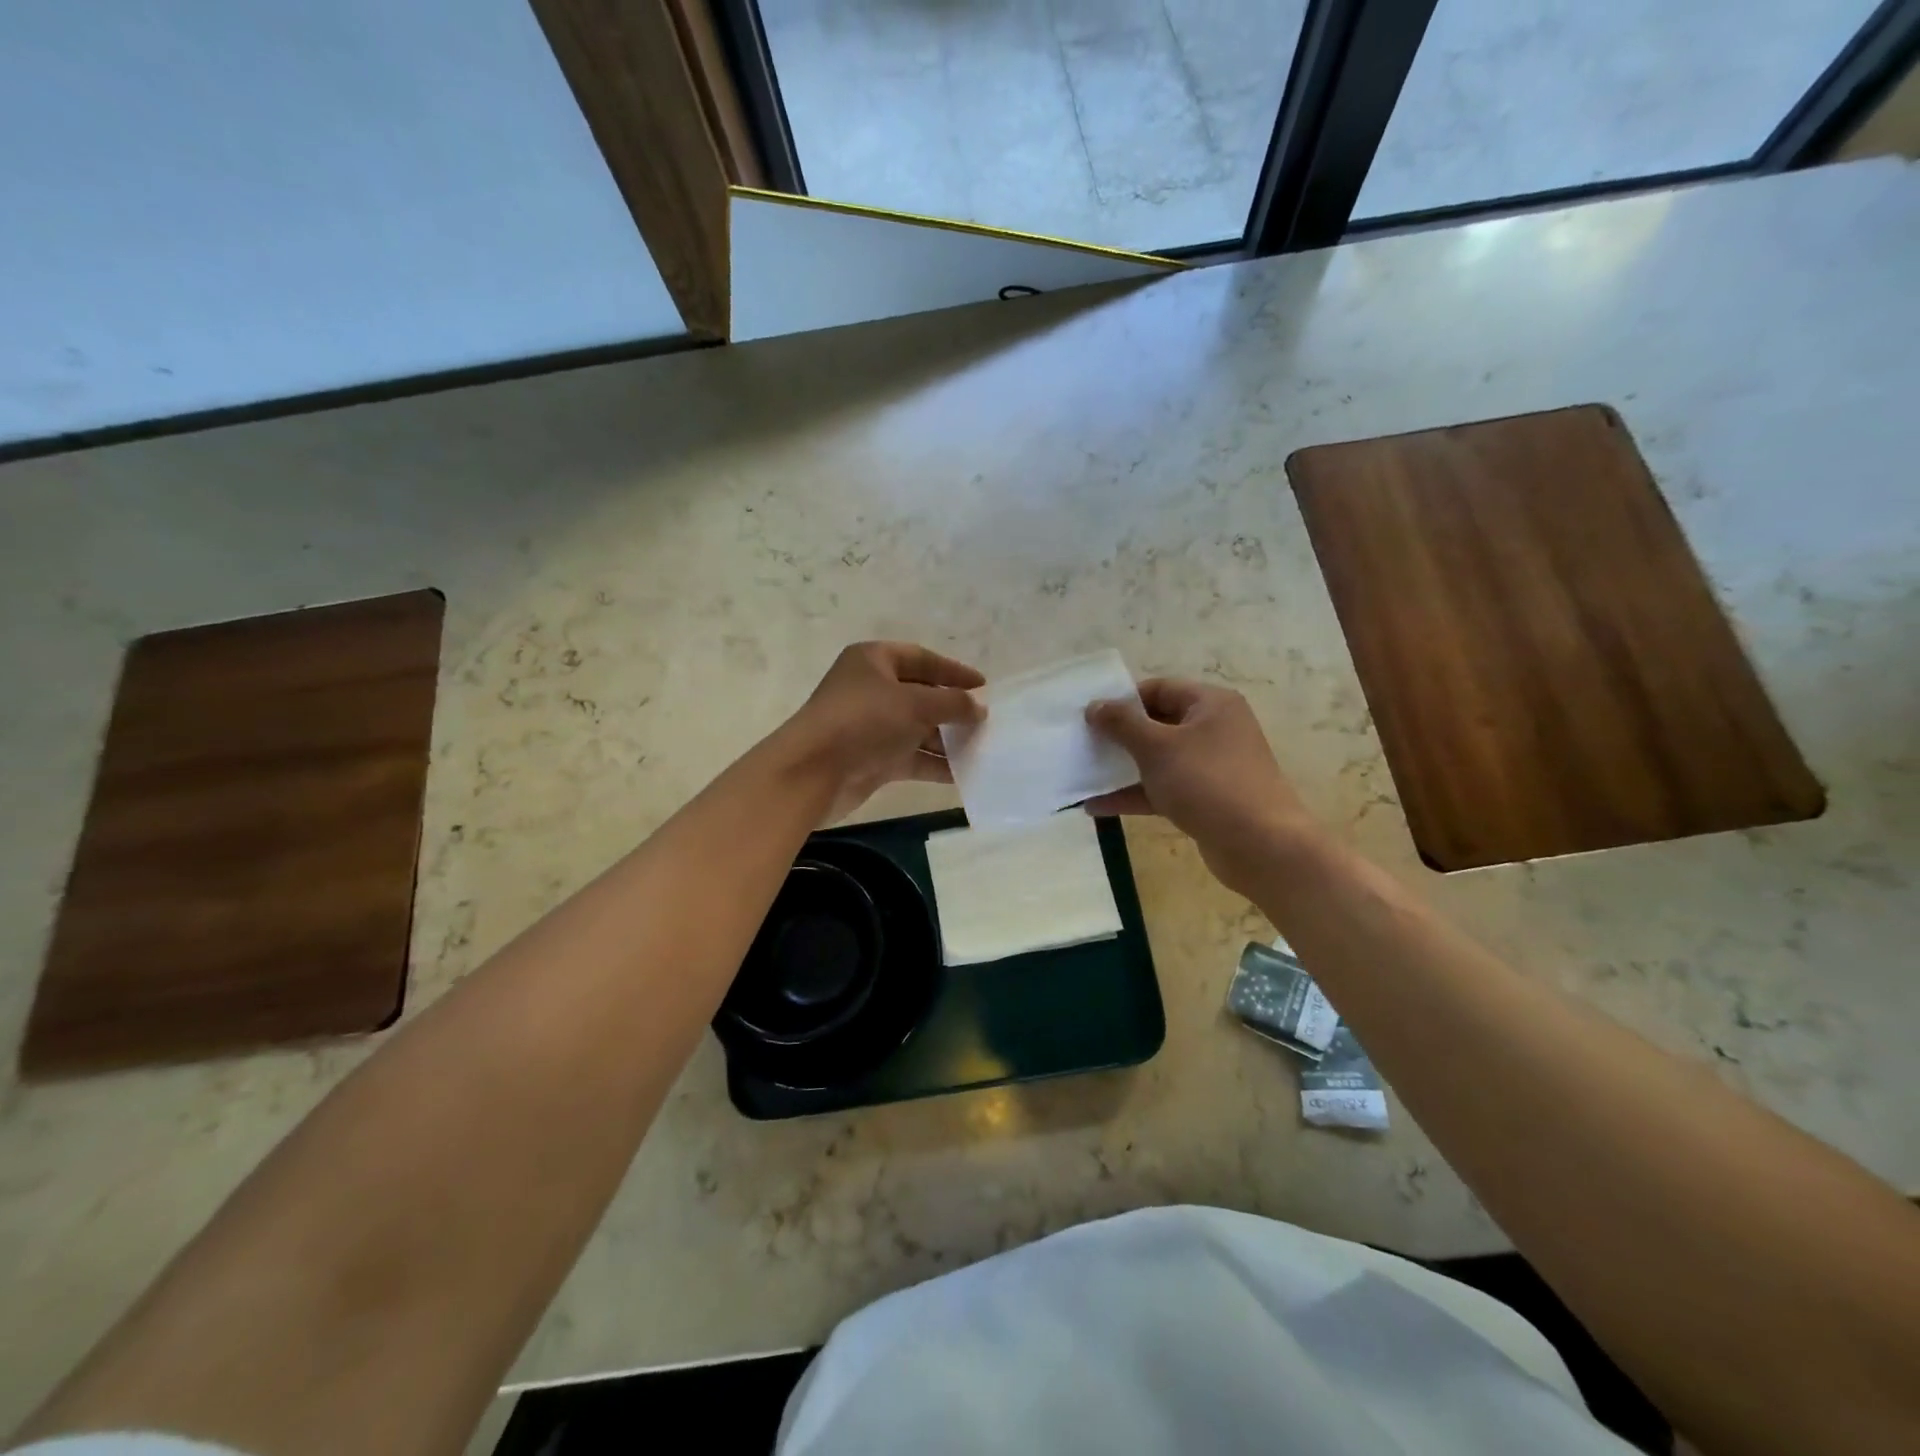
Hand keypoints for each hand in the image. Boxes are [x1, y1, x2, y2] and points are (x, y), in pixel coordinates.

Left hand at [779, 641, 984, 822]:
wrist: (814, 772)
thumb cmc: (865, 721)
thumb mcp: (916, 704)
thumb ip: (953, 704)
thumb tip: (980, 709)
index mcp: (874, 660)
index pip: (922, 659)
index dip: (954, 671)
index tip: (984, 686)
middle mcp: (871, 689)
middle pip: (921, 695)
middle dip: (953, 710)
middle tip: (985, 722)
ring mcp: (871, 726)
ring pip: (917, 729)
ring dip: (947, 740)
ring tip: (982, 749)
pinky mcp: (872, 759)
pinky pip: (911, 757)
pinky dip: (934, 763)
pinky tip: (964, 774)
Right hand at [1084, 679, 1317, 895]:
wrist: (1260, 845)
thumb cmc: (1207, 782)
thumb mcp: (1157, 747)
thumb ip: (1121, 724)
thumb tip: (1094, 706)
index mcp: (1210, 704)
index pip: (1158, 689)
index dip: (1122, 700)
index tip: (1090, 717)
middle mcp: (1214, 729)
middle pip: (1157, 724)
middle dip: (1119, 736)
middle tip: (1082, 744)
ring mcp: (1211, 767)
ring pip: (1158, 760)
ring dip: (1122, 768)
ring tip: (1083, 775)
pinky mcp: (1205, 800)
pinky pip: (1163, 789)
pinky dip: (1135, 794)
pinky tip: (1097, 807)